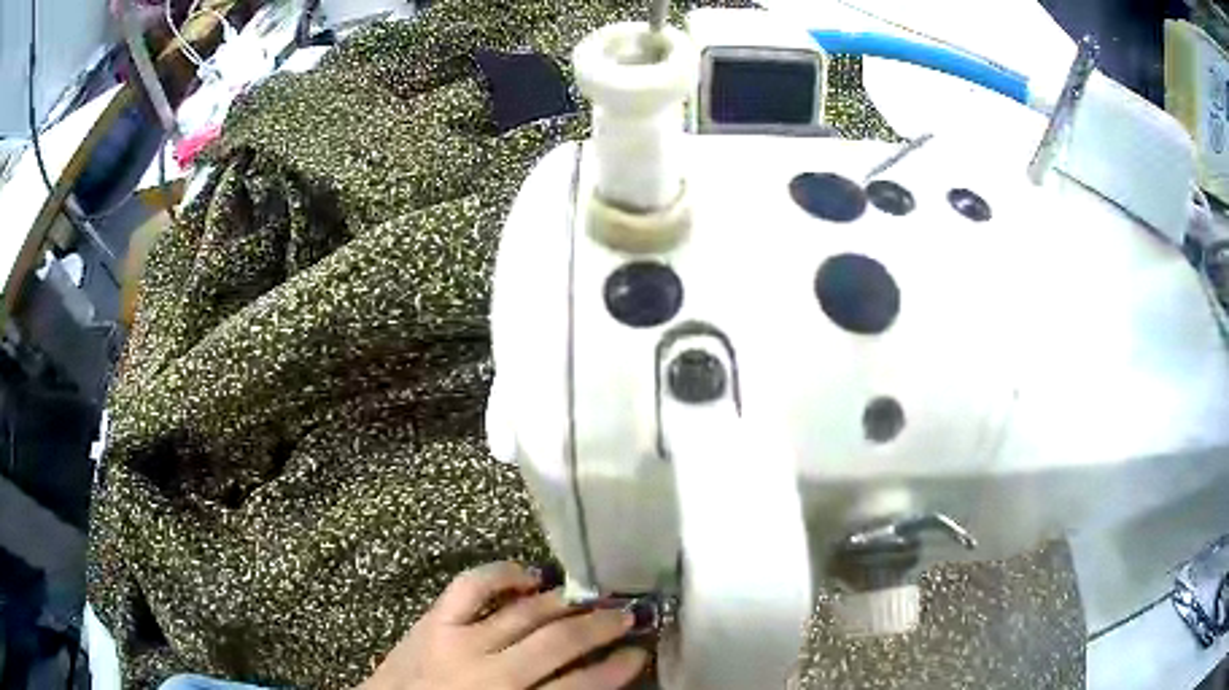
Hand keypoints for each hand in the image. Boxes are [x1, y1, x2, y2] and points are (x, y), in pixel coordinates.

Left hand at [360, 562, 647, 689]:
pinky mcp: (434, 620)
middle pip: (558, 642)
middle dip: (600, 627)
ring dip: (564, 602)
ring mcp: (459, 640)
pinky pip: (472, 586)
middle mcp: (491, 672)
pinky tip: (528, 575)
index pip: (578, 687)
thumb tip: (587, 681)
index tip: (639, 654)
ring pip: (524, 613)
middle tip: (627, 615)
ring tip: (590, 596)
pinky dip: (502, 574)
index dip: (614, 670)